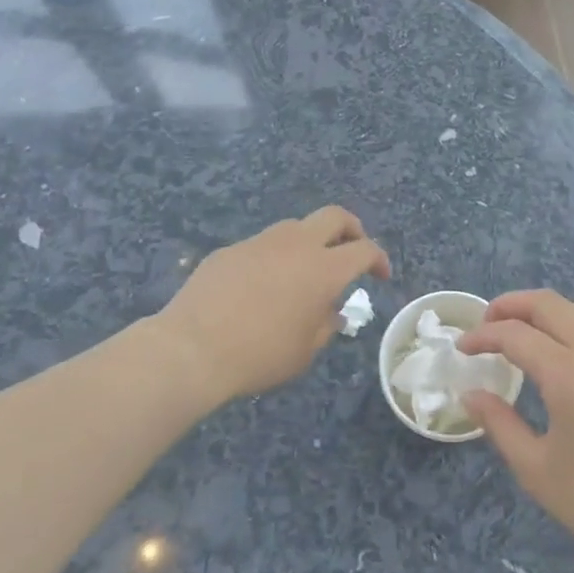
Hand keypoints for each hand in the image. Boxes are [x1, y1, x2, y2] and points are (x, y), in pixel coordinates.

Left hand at [155, 206, 390, 403]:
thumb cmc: (260, 355)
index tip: (380, 275)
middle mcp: (296, 245)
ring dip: (310, 242)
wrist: (192, 348)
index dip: (378, 259)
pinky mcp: (230, 250)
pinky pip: (262, 246)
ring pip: (295, 227)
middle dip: (352, 229)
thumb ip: (325, 325)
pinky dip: (274, 259)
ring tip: (304, 271)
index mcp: (323, 269)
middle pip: (335, 216)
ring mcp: (260, 243)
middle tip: (352, 250)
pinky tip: (261, 287)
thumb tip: (331, 312)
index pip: (364, 250)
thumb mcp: (304, 351)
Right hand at [458, 291, 573, 572]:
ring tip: (521, 331)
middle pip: (550, 304)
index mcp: (568, 373)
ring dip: (545, 311)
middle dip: (512, 305)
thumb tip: (472, 395)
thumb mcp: (536, 468)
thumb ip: (500, 424)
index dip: (483, 336)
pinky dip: (571, 327)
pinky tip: (561, 356)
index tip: (462, 347)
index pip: (516, 335)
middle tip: (487, 322)